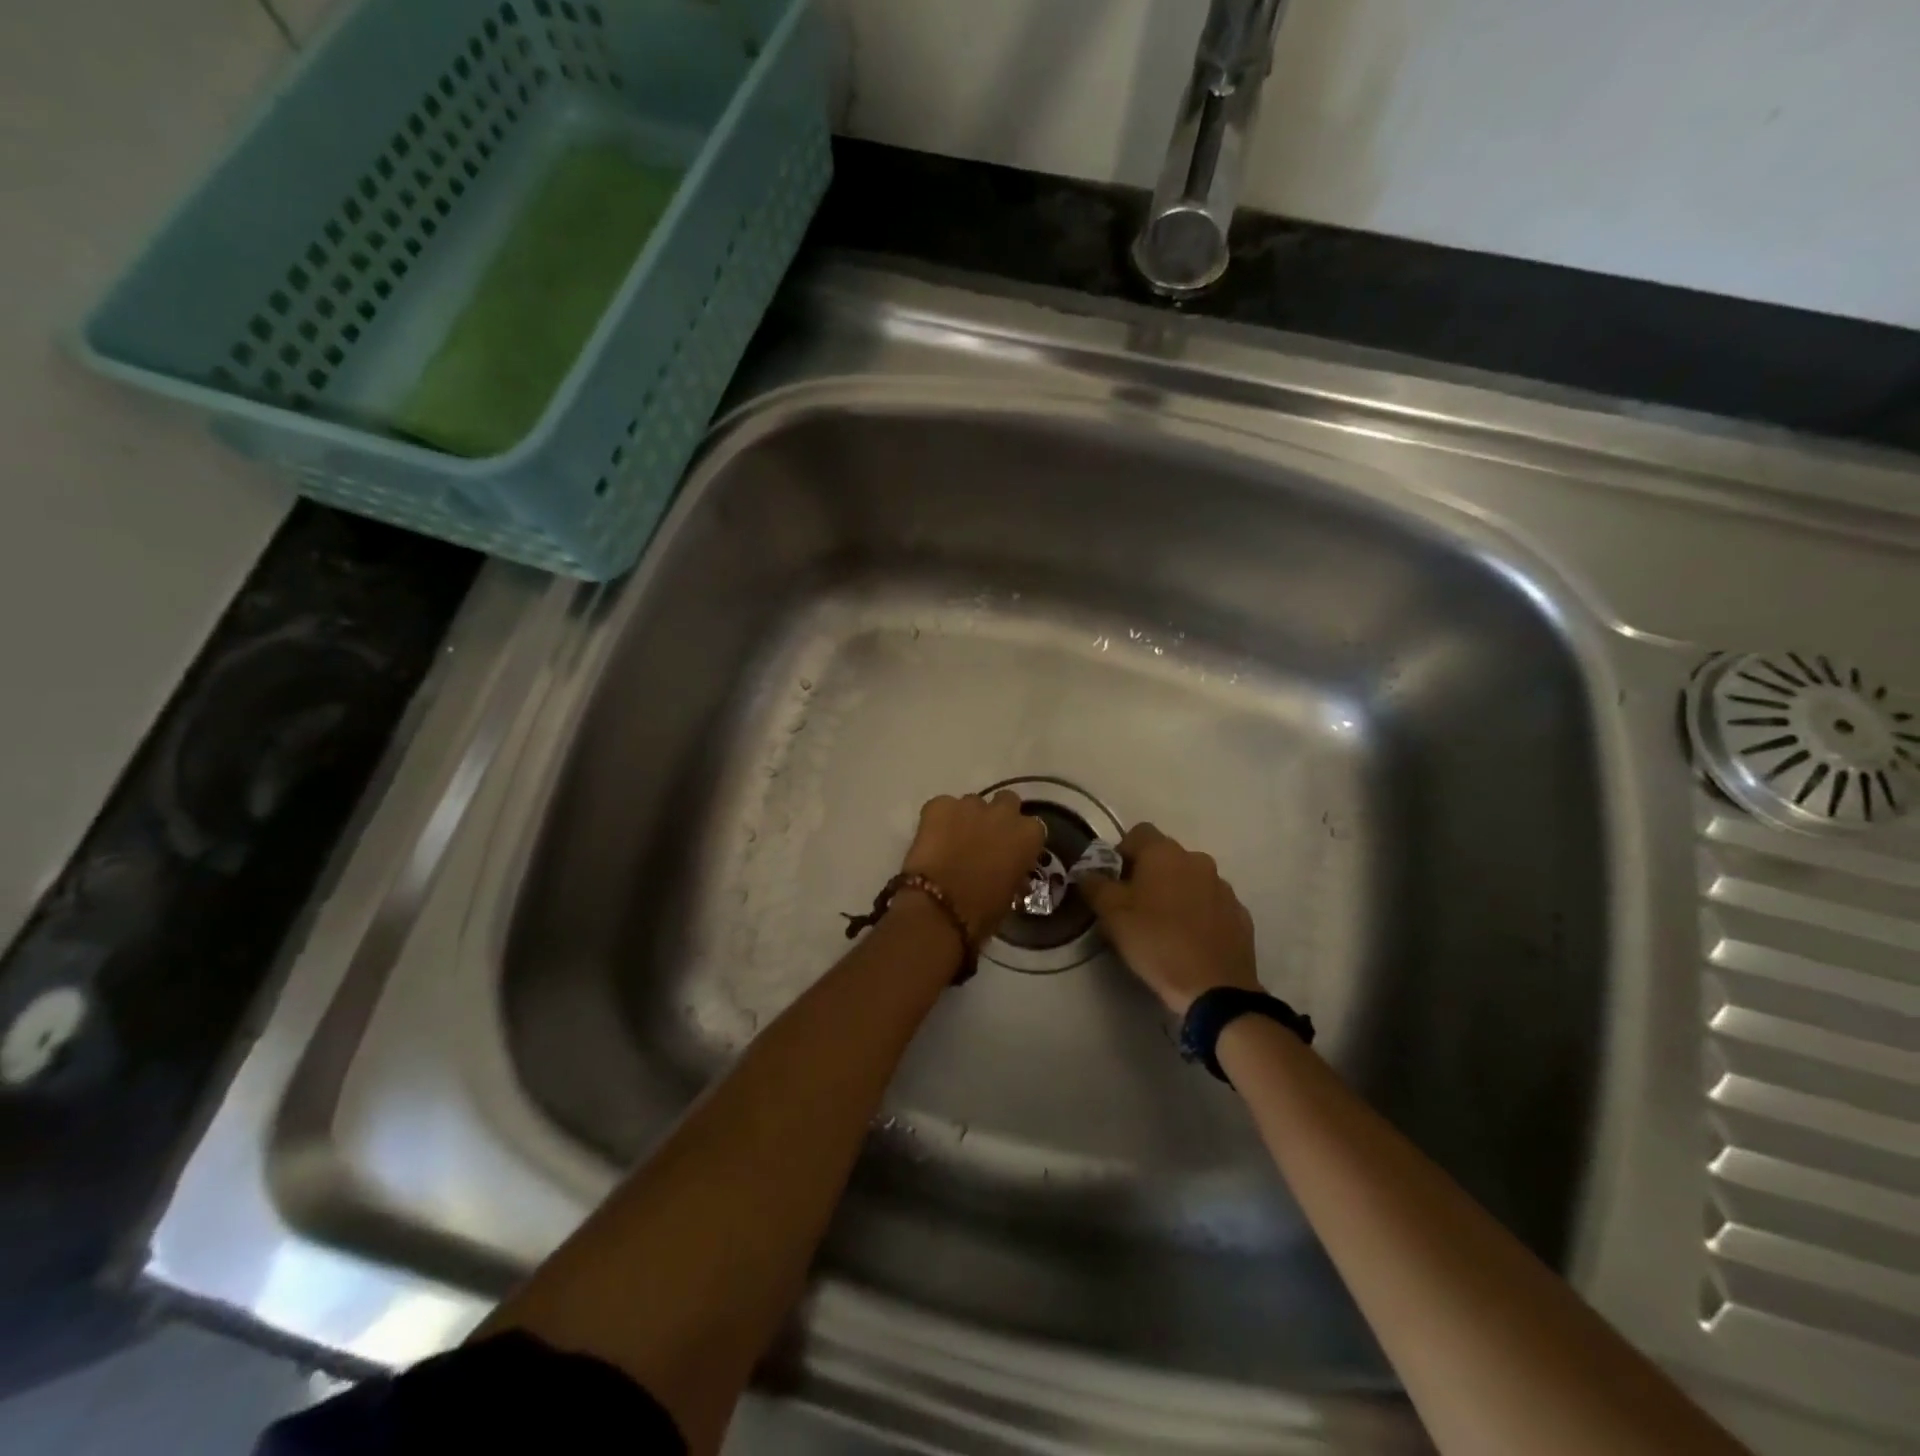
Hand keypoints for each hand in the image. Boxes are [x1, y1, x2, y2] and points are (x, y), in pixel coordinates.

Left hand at [900, 791, 1046, 943]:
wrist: (939, 908)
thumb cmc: (982, 912)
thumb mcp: (1010, 894)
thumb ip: (1014, 872)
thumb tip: (1009, 870)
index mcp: (1028, 835)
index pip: (1032, 827)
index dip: (1018, 838)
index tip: (1009, 851)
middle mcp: (1003, 812)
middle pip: (1006, 802)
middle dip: (997, 816)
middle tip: (984, 838)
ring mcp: (969, 805)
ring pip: (972, 803)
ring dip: (967, 818)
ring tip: (952, 840)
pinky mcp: (938, 804)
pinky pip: (942, 806)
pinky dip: (938, 820)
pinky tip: (931, 839)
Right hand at [1078, 823, 1260, 1015]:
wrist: (1213, 987)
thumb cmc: (1156, 942)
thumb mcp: (1111, 914)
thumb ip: (1095, 886)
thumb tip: (1088, 873)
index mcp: (1164, 853)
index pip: (1138, 833)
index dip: (1122, 852)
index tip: (1114, 881)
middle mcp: (1197, 860)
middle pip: (1166, 856)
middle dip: (1149, 874)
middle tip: (1135, 906)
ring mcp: (1223, 887)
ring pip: (1191, 879)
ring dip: (1176, 893)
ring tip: (1164, 926)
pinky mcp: (1239, 914)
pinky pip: (1211, 904)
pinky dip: (1199, 913)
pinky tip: (1190, 940)